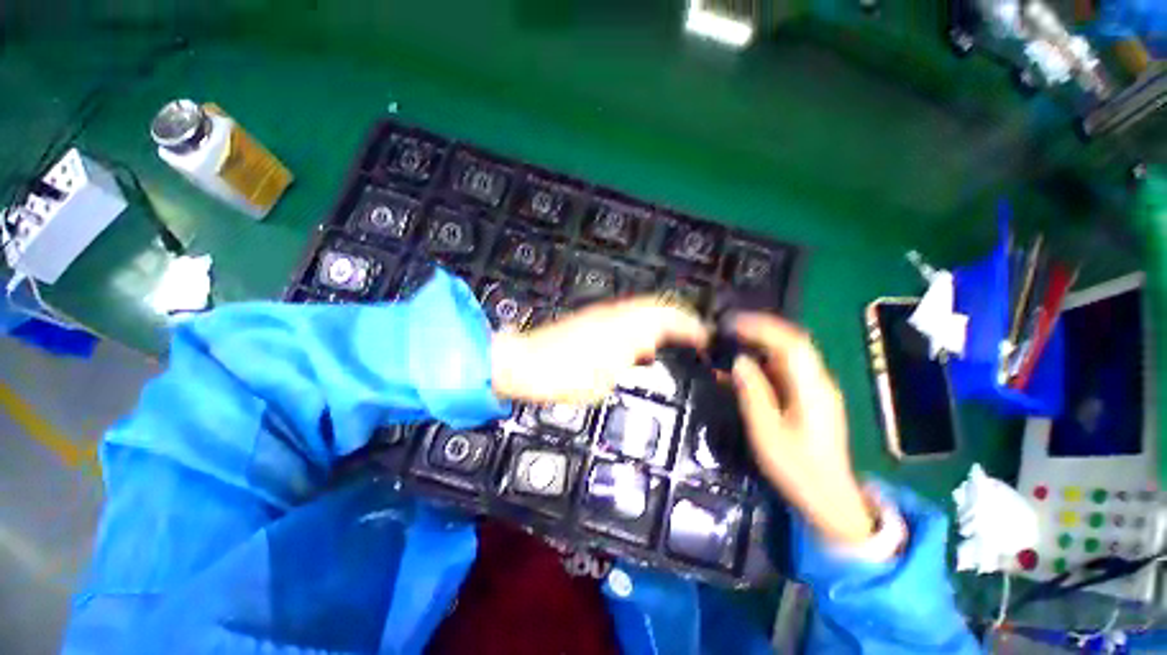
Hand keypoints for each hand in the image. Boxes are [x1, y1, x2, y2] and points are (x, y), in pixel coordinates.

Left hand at [491, 297, 707, 404]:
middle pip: (659, 306)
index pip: (668, 319)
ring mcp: (603, 313)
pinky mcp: (591, 318)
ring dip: (662, 321)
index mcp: (625, 329)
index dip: (691, 327)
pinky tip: (642, 344)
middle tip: (695, 338)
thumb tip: (644, 353)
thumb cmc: (565, 378)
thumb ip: (629, 363)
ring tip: (675, 341)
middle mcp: (618, 314)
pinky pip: (628, 316)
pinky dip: (643, 325)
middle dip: (680, 319)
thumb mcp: (604, 383)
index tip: (707, 338)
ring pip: (644, 308)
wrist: (525, 363)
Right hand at [731, 313, 875, 546]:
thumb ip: (753, 394)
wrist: (829, 499)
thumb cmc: (797, 469)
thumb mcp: (767, 433)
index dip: (761, 328)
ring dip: (759, 346)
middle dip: (759, 331)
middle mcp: (818, 383)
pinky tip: (742, 370)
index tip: (732, 324)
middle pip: (791, 344)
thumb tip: (738, 361)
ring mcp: (816, 390)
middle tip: (727, 330)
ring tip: (730, 346)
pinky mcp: (809, 399)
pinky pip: (785, 372)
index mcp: (812, 389)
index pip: (790, 344)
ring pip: (788, 356)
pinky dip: (763, 364)